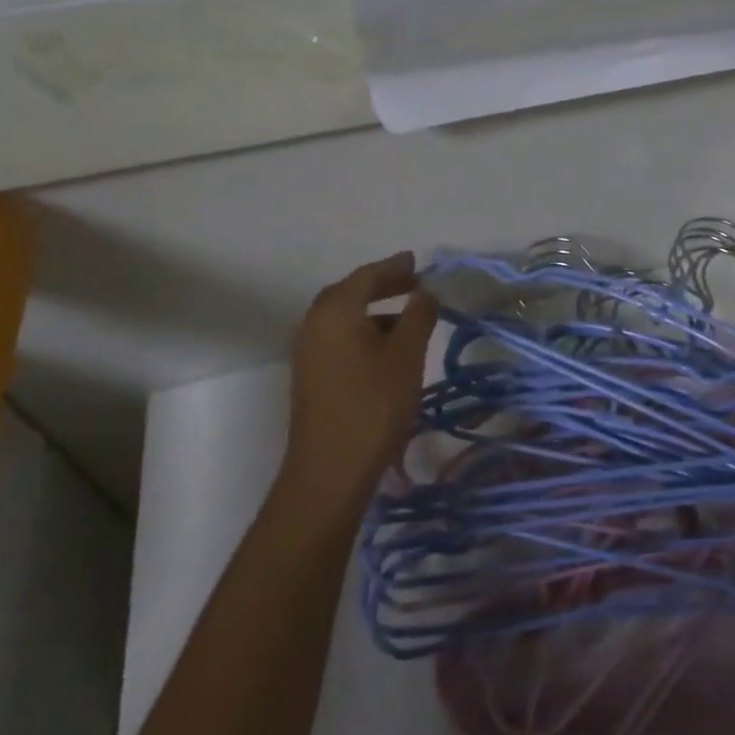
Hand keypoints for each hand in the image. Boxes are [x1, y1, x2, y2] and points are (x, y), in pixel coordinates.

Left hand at [281, 251, 439, 511]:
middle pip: (350, 292)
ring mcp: (308, 352)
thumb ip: (419, 316)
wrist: (329, 472)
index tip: (417, 262)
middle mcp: (315, 324)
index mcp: (335, 311)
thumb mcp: (407, 356)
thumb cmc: (372, 405)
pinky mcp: (311, 376)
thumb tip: (425, 292)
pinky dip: (363, 330)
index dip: (394, 266)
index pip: (367, 275)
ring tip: (407, 315)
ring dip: (374, 309)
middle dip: (383, 285)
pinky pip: (339, 337)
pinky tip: (387, 349)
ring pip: (344, 317)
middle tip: (413, 282)